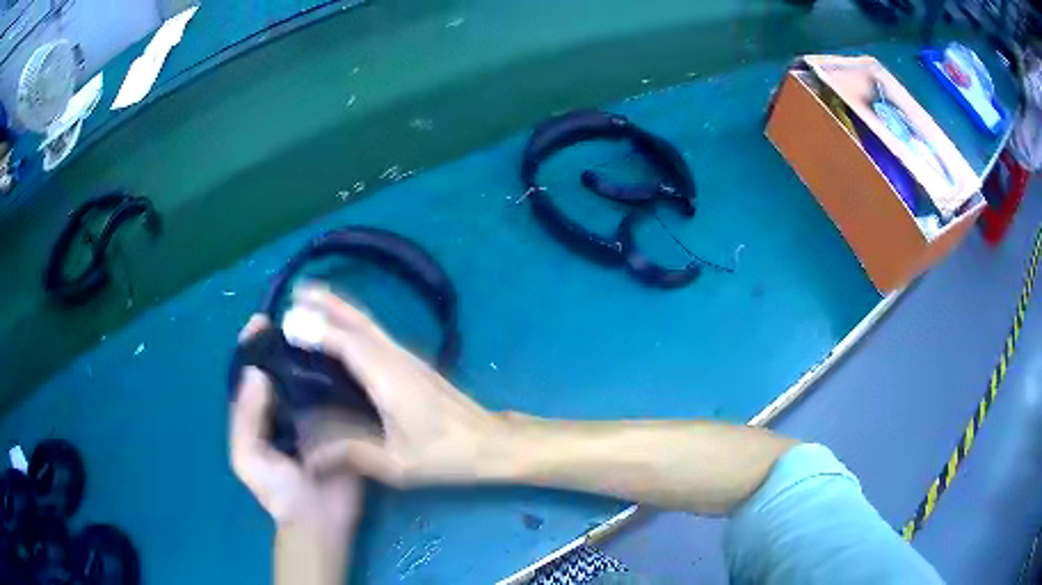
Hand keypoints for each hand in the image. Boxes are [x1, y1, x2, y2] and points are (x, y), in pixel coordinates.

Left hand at [229, 316, 364, 532]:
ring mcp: (315, 414)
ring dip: (316, 354)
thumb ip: (245, 419)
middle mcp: (286, 407)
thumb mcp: (248, 458)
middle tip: (301, 316)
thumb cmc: (278, 492)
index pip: (254, 372)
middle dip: (288, 342)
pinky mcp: (342, 424)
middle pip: (283, 368)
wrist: (320, 521)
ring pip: (312, 377)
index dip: (254, 345)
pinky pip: (339, 396)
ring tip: (324, 328)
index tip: (263, 320)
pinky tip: (348, 357)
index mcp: (260, 413)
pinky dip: (341, 376)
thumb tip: (256, 373)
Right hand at [292, 287, 509, 487]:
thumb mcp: (397, 464)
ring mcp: (408, 358)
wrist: (491, 443)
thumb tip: (311, 458)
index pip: (347, 342)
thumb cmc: (446, 455)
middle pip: (359, 320)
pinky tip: (343, 332)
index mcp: (389, 377)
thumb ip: (352, 455)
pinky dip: (354, 324)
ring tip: (312, 300)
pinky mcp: (414, 364)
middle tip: (298, 290)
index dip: (317, 328)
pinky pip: (376, 335)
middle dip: (328, 301)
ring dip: (340, 308)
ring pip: (369, 323)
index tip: (288, 319)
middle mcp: (397, 358)